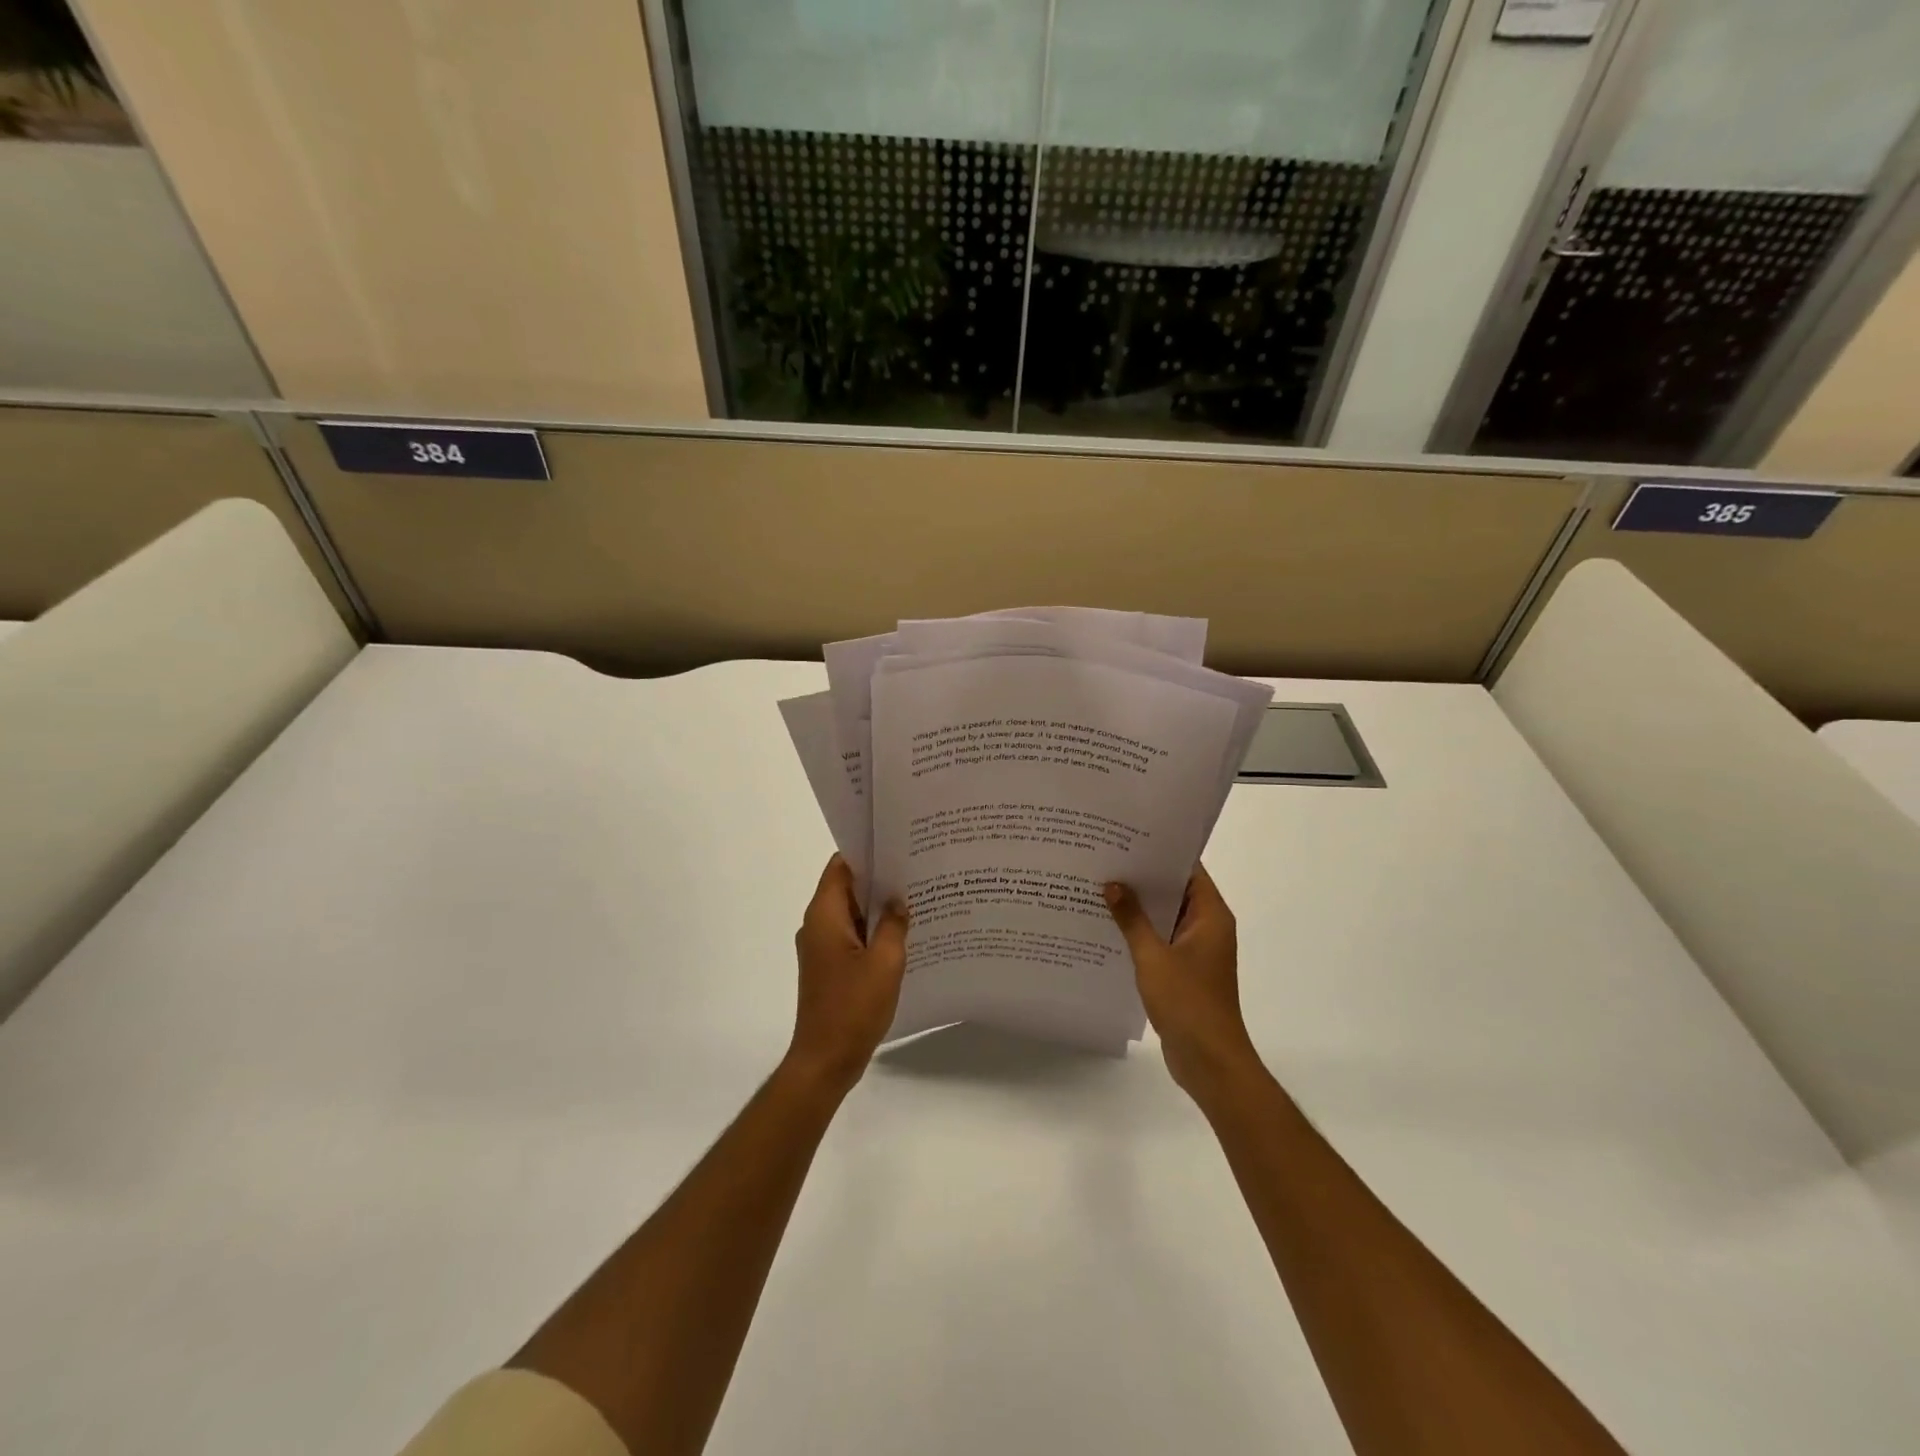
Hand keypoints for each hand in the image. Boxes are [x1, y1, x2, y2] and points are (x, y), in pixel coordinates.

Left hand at [787, 855, 909, 1096]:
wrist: (825, 1061)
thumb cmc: (853, 1007)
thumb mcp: (885, 962)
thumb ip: (894, 924)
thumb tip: (897, 900)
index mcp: (824, 915)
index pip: (841, 866)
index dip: (867, 852)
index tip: (898, 845)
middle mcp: (817, 925)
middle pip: (847, 887)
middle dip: (880, 879)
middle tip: (917, 870)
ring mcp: (822, 947)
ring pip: (852, 913)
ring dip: (879, 907)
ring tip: (917, 898)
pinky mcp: (830, 967)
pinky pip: (853, 936)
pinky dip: (874, 931)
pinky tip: (905, 935)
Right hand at [1105, 865, 1258, 1098]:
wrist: (1209, 1061)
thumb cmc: (1187, 1002)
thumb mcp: (1153, 956)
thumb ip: (1132, 918)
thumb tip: (1113, 884)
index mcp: (1211, 916)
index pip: (1189, 870)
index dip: (1161, 852)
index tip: (1128, 838)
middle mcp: (1207, 927)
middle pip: (1175, 891)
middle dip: (1143, 878)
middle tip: (1105, 859)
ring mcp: (1196, 950)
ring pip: (1165, 916)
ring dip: (1138, 907)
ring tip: (1100, 887)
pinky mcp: (1184, 971)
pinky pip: (1160, 940)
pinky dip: (1140, 932)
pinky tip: (1108, 926)